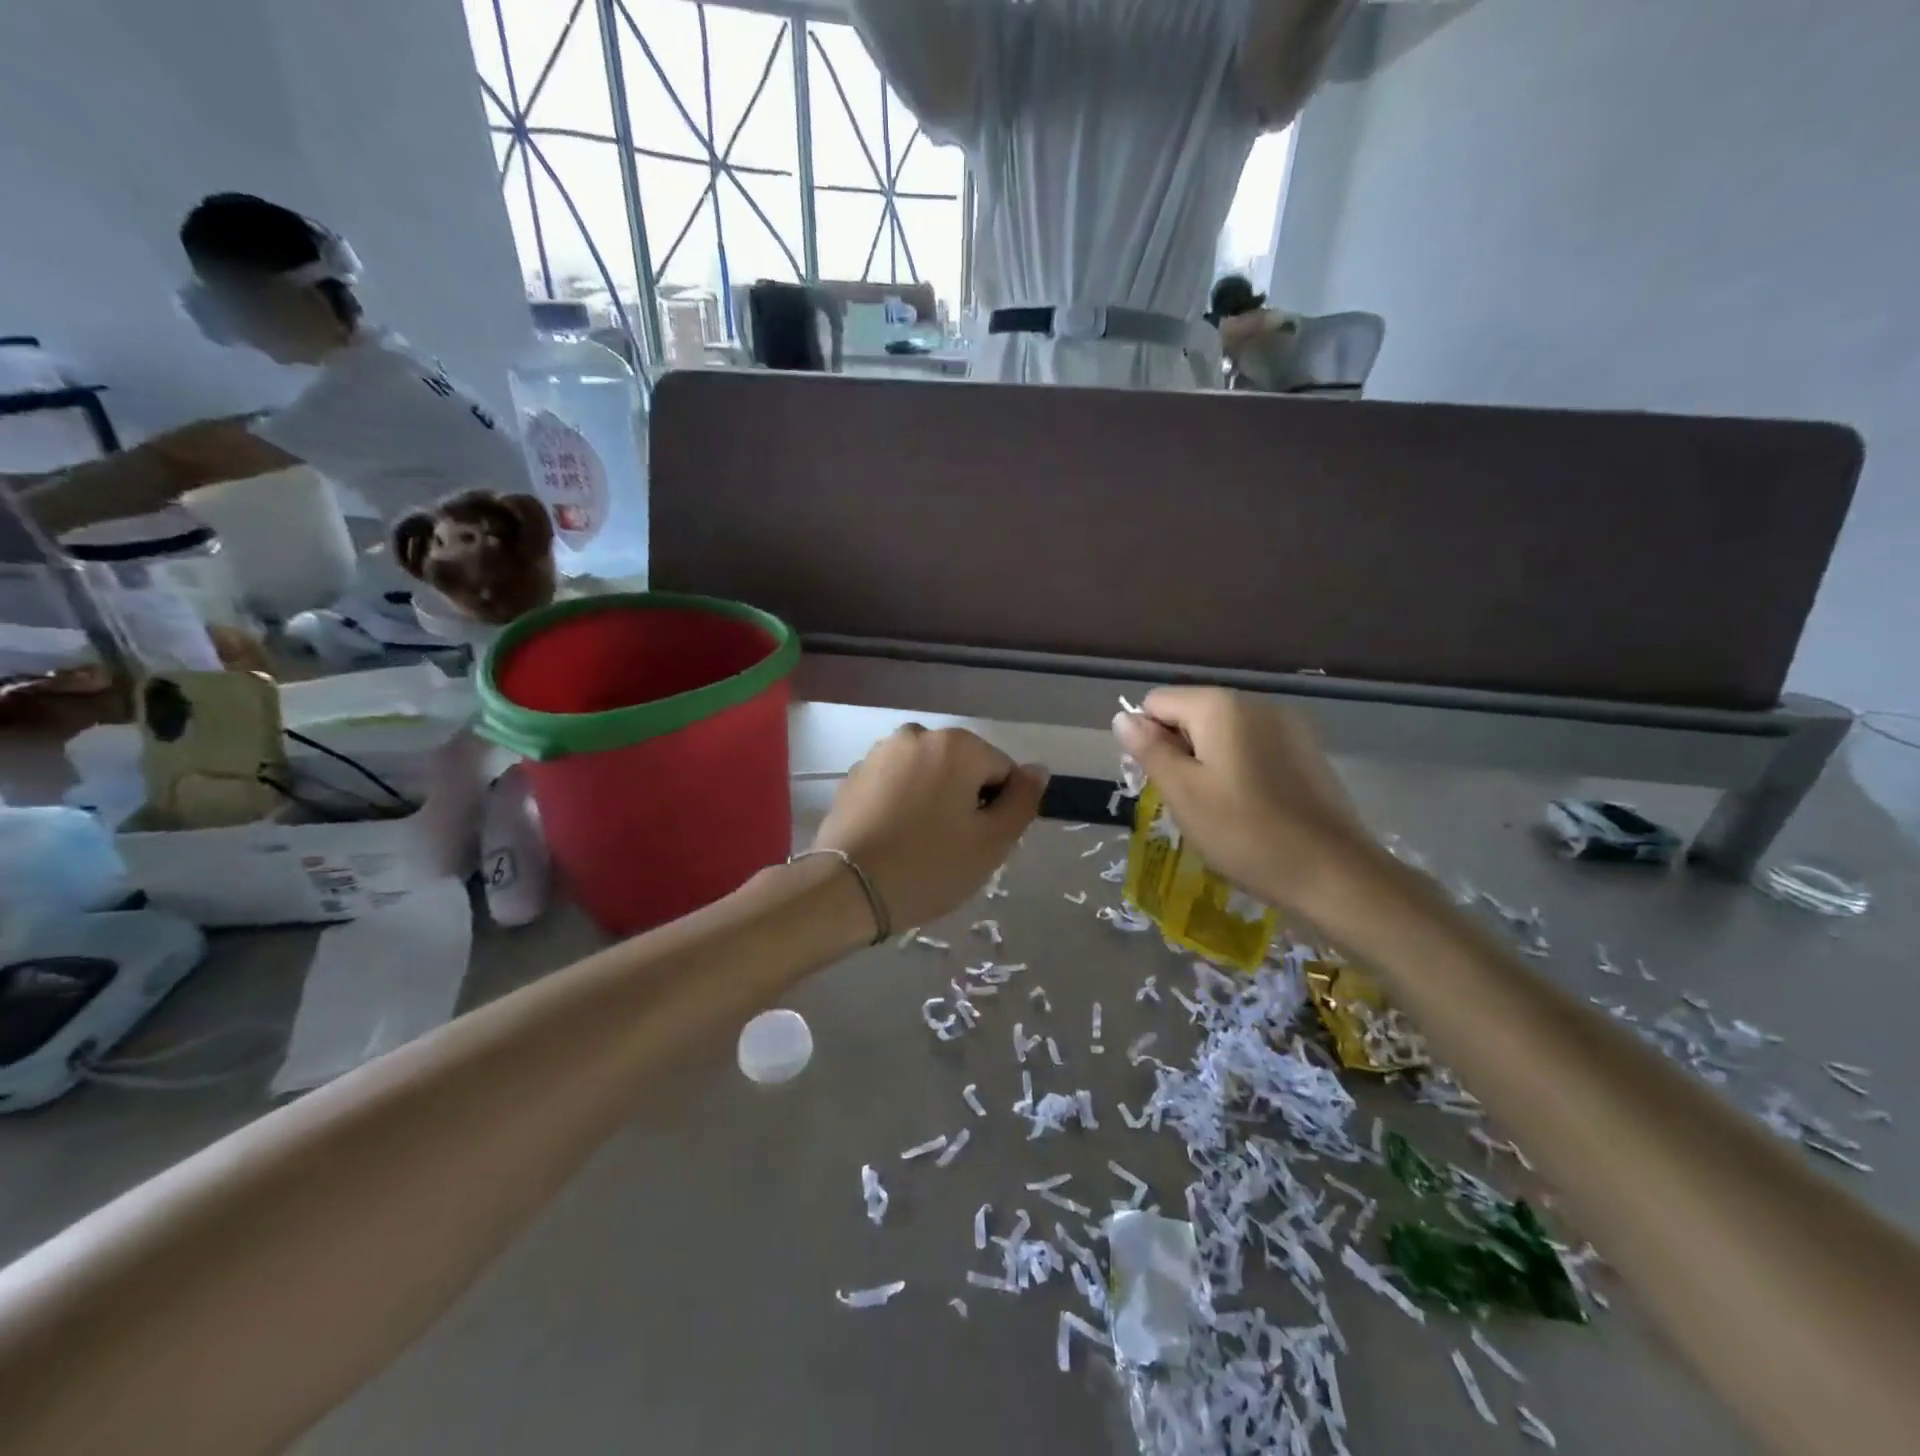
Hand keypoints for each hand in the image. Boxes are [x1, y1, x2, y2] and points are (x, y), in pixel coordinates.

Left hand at [814, 725, 1045, 932]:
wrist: (847, 888)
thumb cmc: (930, 866)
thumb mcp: (992, 842)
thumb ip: (1023, 801)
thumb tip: (1037, 770)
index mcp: (957, 745)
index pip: (1002, 771)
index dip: (998, 810)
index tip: (979, 842)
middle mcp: (918, 735)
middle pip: (963, 768)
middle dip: (965, 801)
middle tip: (952, 847)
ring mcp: (881, 752)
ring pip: (928, 775)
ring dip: (933, 800)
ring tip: (919, 844)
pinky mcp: (855, 774)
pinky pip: (896, 784)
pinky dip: (902, 804)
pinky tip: (893, 838)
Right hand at [1113, 688, 1380, 915]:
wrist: (1334, 874)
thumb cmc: (1245, 832)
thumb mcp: (1183, 793)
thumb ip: (1149, 750)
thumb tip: (1122, 717)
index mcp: (1220, 706)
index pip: (1157, 702)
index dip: (1147, 740)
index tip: (1160, 783)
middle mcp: (1256, 703)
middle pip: (1192, 714)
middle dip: (1178, 752)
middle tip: (1187, 802)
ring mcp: (1288, 726)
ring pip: (1223, 734)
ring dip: (1207, 763)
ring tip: (1218, 810)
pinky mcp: (1307, 752)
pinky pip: (1254, 749)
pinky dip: (1239, 770)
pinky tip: (1250, 809)